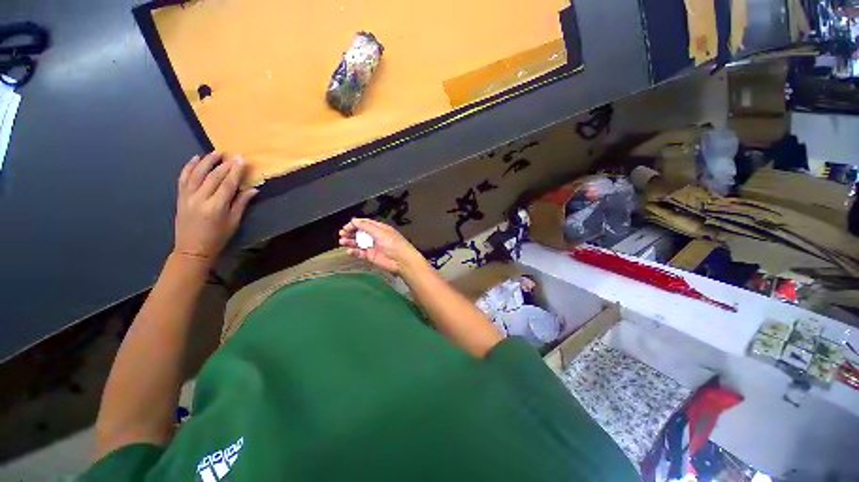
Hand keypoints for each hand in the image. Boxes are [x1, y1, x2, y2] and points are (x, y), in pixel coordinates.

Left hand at [174, 152, 257, 263]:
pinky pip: (183, 179)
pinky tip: (195, 159)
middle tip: (233, 155)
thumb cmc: (218, 237)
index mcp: (216, 207)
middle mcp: (200, 199)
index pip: (227, 184)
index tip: (242, 160)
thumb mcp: (233, 222)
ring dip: (206, 161)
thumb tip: (253, 189)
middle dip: (224, 165)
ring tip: (215, 152)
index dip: (235, 171)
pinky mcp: (180, 197)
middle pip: (213, 177)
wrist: (192, 249)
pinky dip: (188, 167)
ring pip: (196, 174)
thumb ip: (241, 204)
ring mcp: (187, 197)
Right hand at [338, 218, 425, 275]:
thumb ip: (366, 226)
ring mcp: (373, 247)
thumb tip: (354, 220)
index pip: (364, 224)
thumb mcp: (380, 232)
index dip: (355, 224)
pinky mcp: (371, 256)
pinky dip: (354, 251)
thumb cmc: (394, 244)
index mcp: (379, 228)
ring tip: (342, 241)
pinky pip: (360, 253)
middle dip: (350, 232)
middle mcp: (375, 236)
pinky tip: (349, 251)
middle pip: (360, 233)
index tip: (346, 227)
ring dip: (350, 241)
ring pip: (358, 242)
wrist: (401, 261)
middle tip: (342, 234)